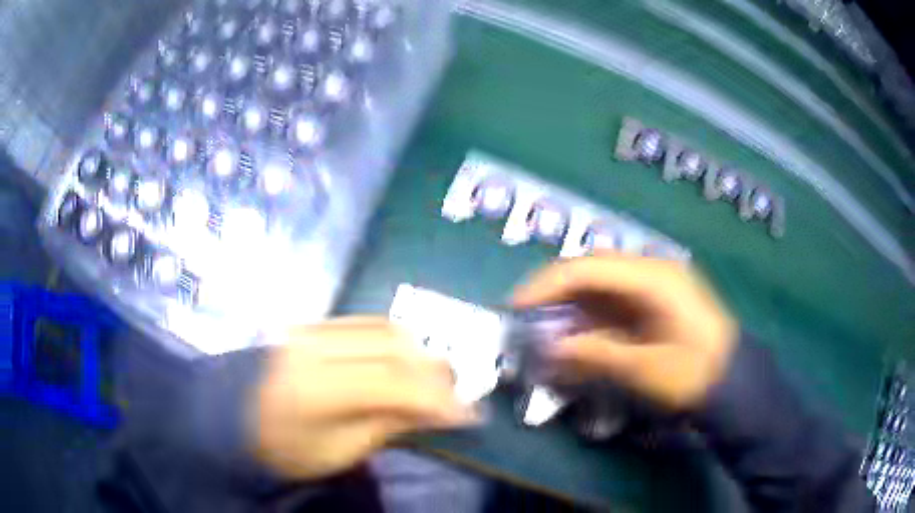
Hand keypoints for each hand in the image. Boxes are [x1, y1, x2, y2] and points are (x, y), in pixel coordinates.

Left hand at [251, 317, 476, 479]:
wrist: (227, 416)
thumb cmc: (280, 448)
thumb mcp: (336, 451)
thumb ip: (389, 424)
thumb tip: (440, 410)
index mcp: (315, 387)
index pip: (393, 383)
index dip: (439, 398)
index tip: (471, 415)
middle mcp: (316, 345)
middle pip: (395, 346)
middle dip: (435, 372)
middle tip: (454, 399)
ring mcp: (312, 328)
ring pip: (386, 328)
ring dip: (418, 353)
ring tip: (431, 383)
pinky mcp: (311, 323)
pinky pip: (367, 323)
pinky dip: (396, 341)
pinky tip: (402, 364)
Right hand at [513, 252, 737, 410]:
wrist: (733, 381)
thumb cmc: (694, 374)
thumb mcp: (645, 369)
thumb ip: (596, 354)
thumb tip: (549, 349)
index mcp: (653, 277)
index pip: (588, 267)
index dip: (546, 283)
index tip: (515, 305)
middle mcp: (652, 270)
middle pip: (592, 269)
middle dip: (555, 292)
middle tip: (526, 318)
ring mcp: (654, 284)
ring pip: (600, 284)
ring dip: (571, 305)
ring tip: (546, 330)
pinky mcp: (654, 301)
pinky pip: (613, 300)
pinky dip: (590, 316)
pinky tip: (577, 336)